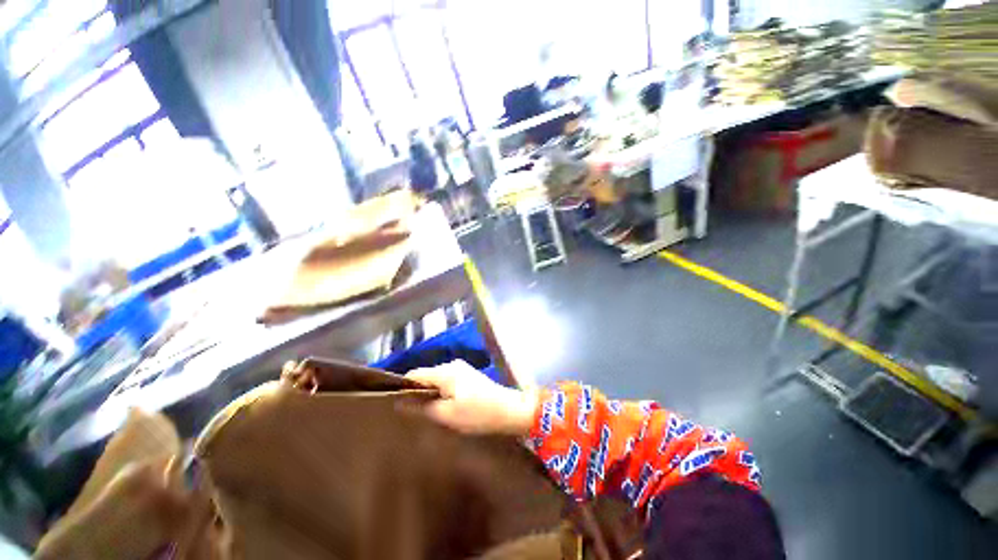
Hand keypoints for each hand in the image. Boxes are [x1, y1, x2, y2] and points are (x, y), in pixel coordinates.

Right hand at [406, 361, 537, 435]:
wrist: (509, 411)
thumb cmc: (477, 413)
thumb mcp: (446, 415)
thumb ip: (422, 408)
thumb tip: (400, 403)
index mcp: (445, 371)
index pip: (415, 375)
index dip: (403, 388)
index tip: (394, 406)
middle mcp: (452, 365)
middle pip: (426, 377)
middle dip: (417, 393)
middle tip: (410, 415)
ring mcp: (462, 370)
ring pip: (437, 381)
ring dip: (430, 395)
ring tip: (425, 414)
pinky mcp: (468, 377)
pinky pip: (448, 383)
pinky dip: (442, 394)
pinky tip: (442, 409)